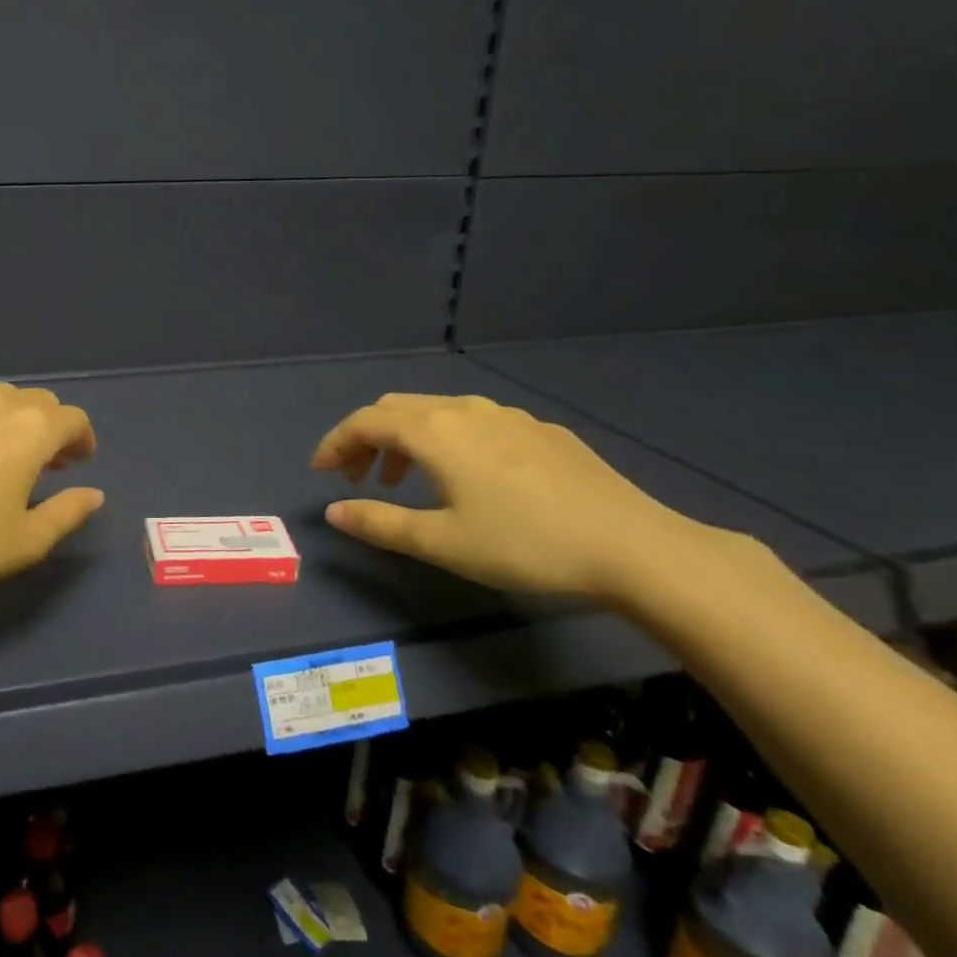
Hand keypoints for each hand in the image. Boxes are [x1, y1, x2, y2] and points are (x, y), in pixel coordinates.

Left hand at [0, 384, 103, 606]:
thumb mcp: (24, 543)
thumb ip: (67, 513)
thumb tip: (94, 494)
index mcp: (30, 431)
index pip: (72, 419)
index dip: (82, 439)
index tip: (77, 463)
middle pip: (37, 401)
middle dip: (49, 427)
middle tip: (43, 462)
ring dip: (10, 419)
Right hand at [311, 393, 739, 600]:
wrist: (636, 548)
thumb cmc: (526, 545)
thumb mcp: (442, 542)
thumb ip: (380, 523)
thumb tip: (333, 510)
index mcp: (435, 432)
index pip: (365, 421)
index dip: (335, 443)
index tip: (320, 472)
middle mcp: (466, 411)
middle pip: (397, 408)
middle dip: (367, 438)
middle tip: (358, 477)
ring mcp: (509, 417)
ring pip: (438, 413)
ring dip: (407, 440)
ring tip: (406, 481)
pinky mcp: (543, 432)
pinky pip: (476, 423)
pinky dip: (448, 440)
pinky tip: (469, 478)